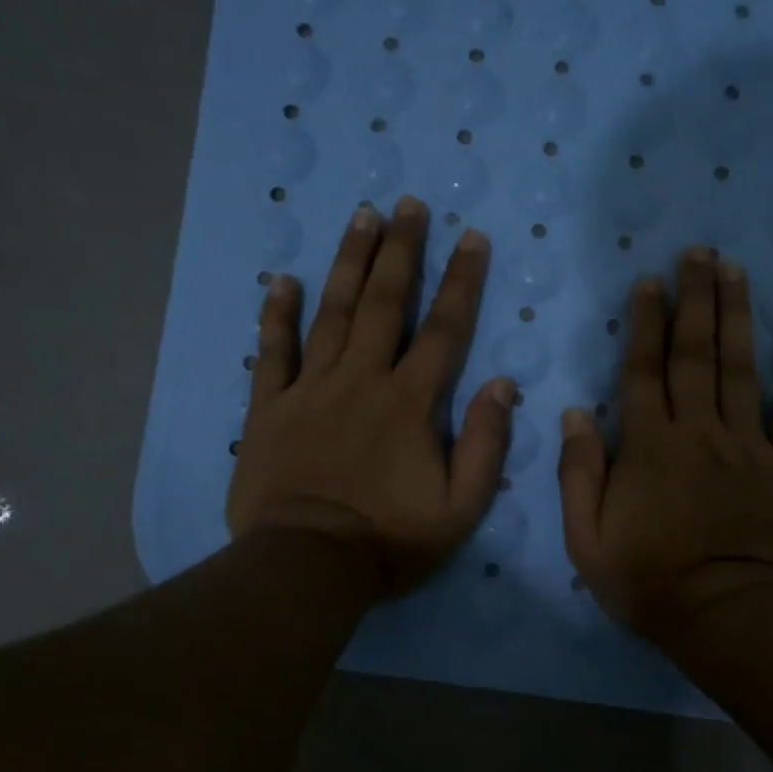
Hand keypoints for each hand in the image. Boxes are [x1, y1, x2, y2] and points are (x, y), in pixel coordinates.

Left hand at [226, 195, 514, 594]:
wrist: (307, 566)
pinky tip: (283, 280)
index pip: (444, 329)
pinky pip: (272, 352)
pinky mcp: (269, 408)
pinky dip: (277, 315)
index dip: (461, 281)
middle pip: (384, 303)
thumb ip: (486, 444)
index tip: (471, 237)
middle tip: (408, 205)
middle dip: (400, 250)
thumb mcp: (461, 507)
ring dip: (348, 262)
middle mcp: (361, 380)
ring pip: (331, 313)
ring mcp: (310, 389)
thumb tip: (503, 386)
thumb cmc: (390, 540)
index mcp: (410, 403)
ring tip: (361, 217)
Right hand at [558, 247, 772, 646]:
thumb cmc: (651, 583)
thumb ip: (579, 474)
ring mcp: (748, 446)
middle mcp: (700, 431)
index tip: (649, 281)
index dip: (645, 323)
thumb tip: (575, 414)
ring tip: (735, 271)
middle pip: (696, 353)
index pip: (644, 370)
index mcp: (649, 445)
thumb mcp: (587, 541)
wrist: (730, 617)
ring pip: (743, 369)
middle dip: (695, 299)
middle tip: (698, 253)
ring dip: (738, 316)